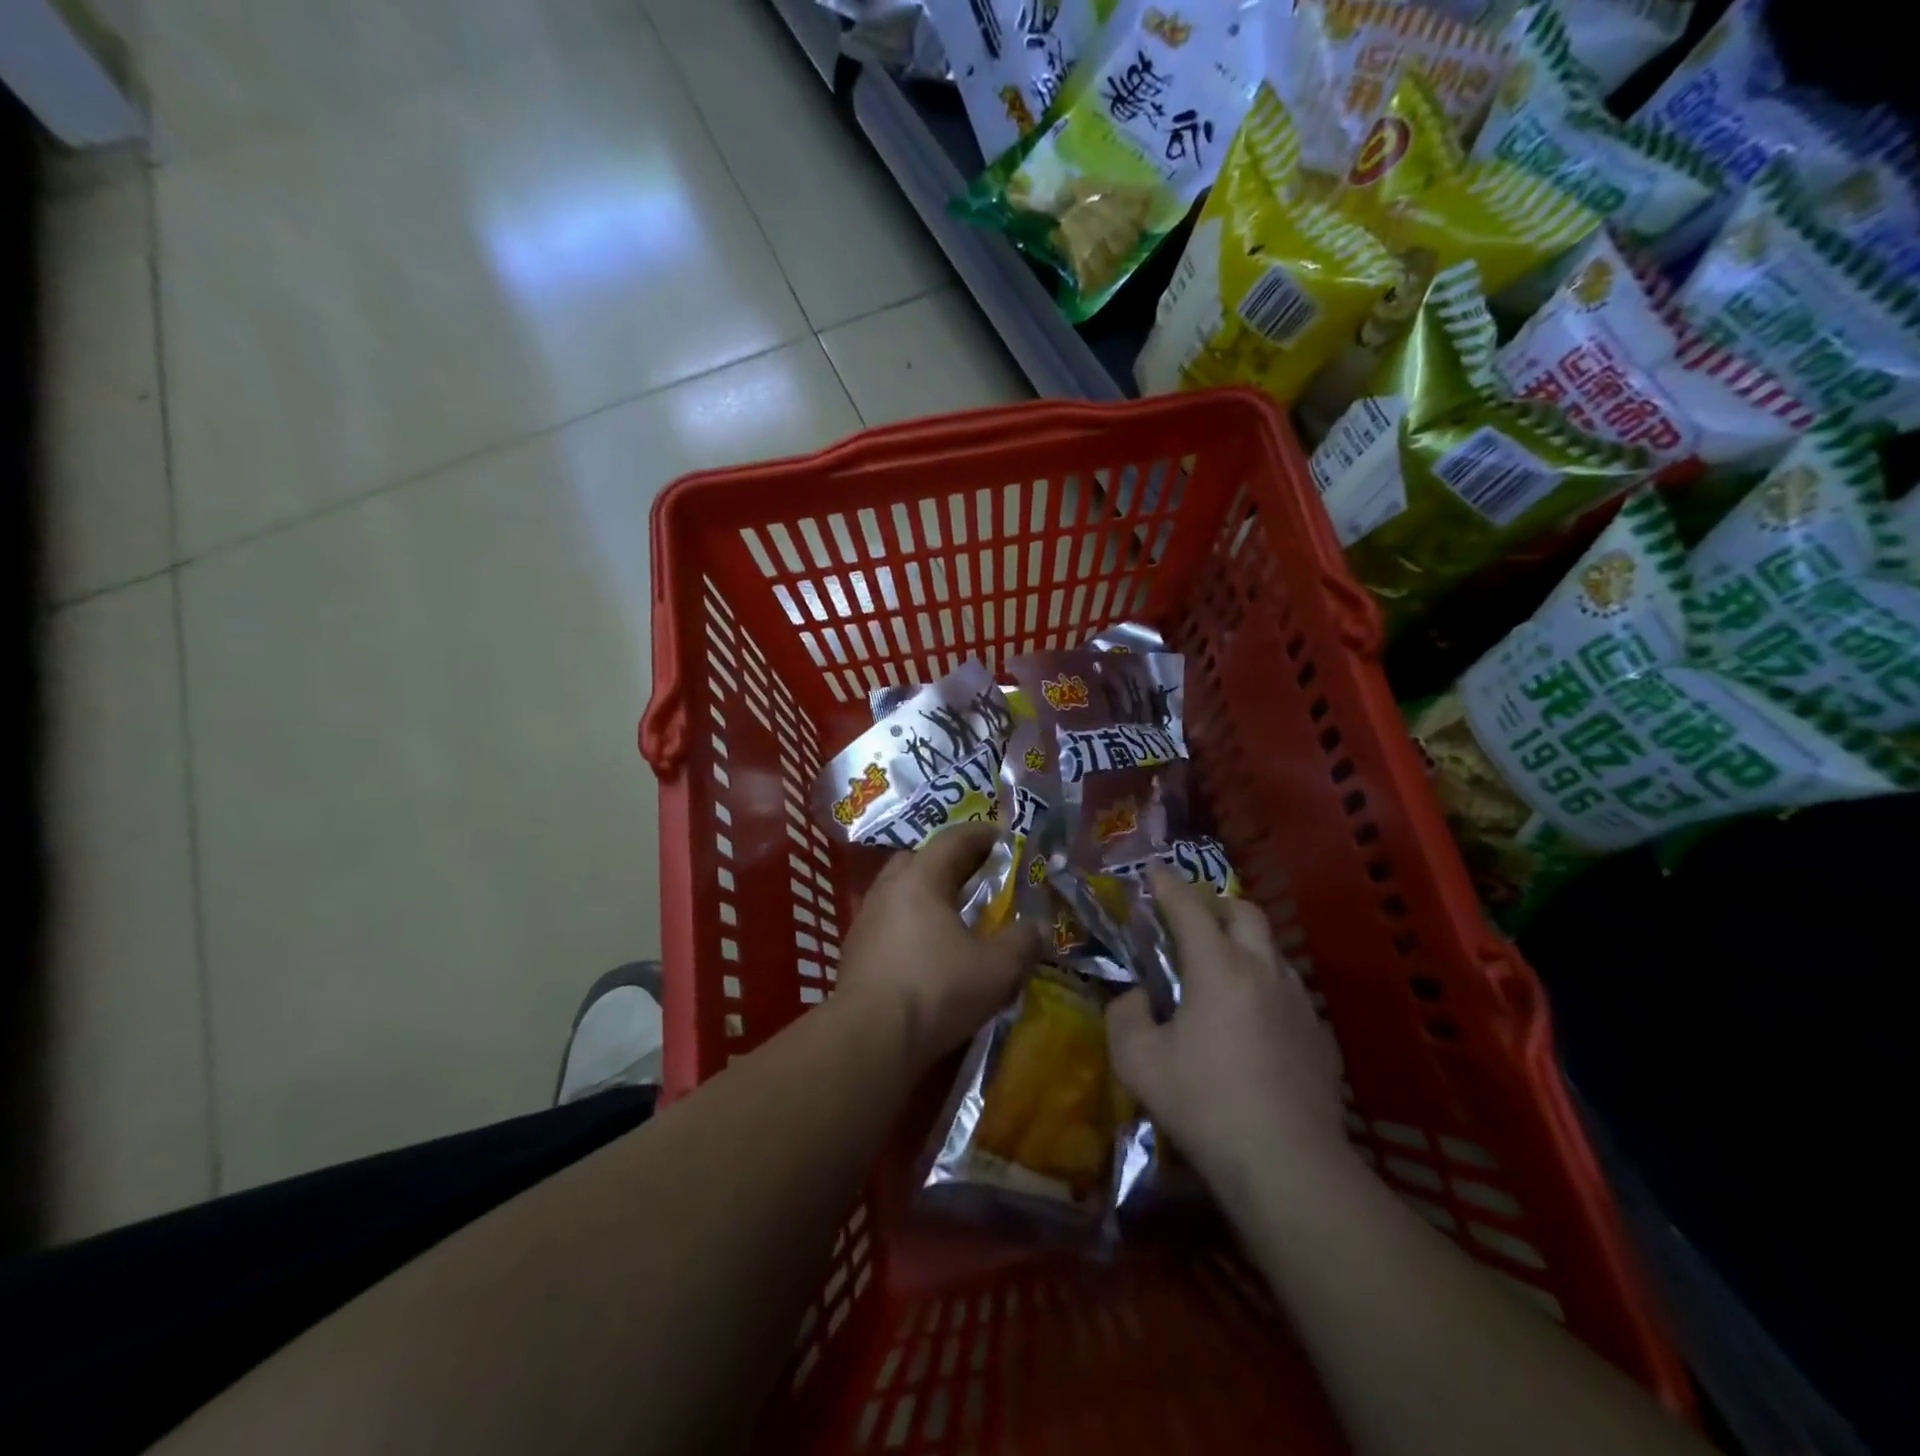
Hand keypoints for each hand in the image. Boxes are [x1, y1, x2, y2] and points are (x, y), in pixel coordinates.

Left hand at [835, 823, 1040, 1072]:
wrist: (869, 1039)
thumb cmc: (936, 990)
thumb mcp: (997, 968)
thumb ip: (1023, 941)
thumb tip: (1037, 927)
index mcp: (921, 878)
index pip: (953, 840)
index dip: (981, 835)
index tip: (1004, 837)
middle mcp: (888, 889)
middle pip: (920, 860)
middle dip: (950, 863)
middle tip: (978, 877)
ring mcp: (866, 920)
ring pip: (900, 892)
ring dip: (927, 896)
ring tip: (955, 917)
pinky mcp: (855, 952)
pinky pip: (889, 922)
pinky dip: (911, 924)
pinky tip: (928, 950)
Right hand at [1106, 866, 1346, 1190]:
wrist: (1287, 1164)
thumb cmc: (1205, 1104)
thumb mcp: (1138, 1061)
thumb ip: (1124, 1015)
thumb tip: (1135, 997)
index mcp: (1218, 967)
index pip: (1189, 907)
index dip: (1167, 884)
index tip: (1152, 872)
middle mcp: (1262, 970)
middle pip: (1243, 912)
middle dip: (1213, 904)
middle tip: (1187, 920)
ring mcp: (1298, 1001)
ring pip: (1270, 949)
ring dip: (1242, 943)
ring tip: (1218, 968)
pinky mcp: (1319, 1034)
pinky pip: (1287, 988)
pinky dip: (1262, 983)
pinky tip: (1249, 1019)